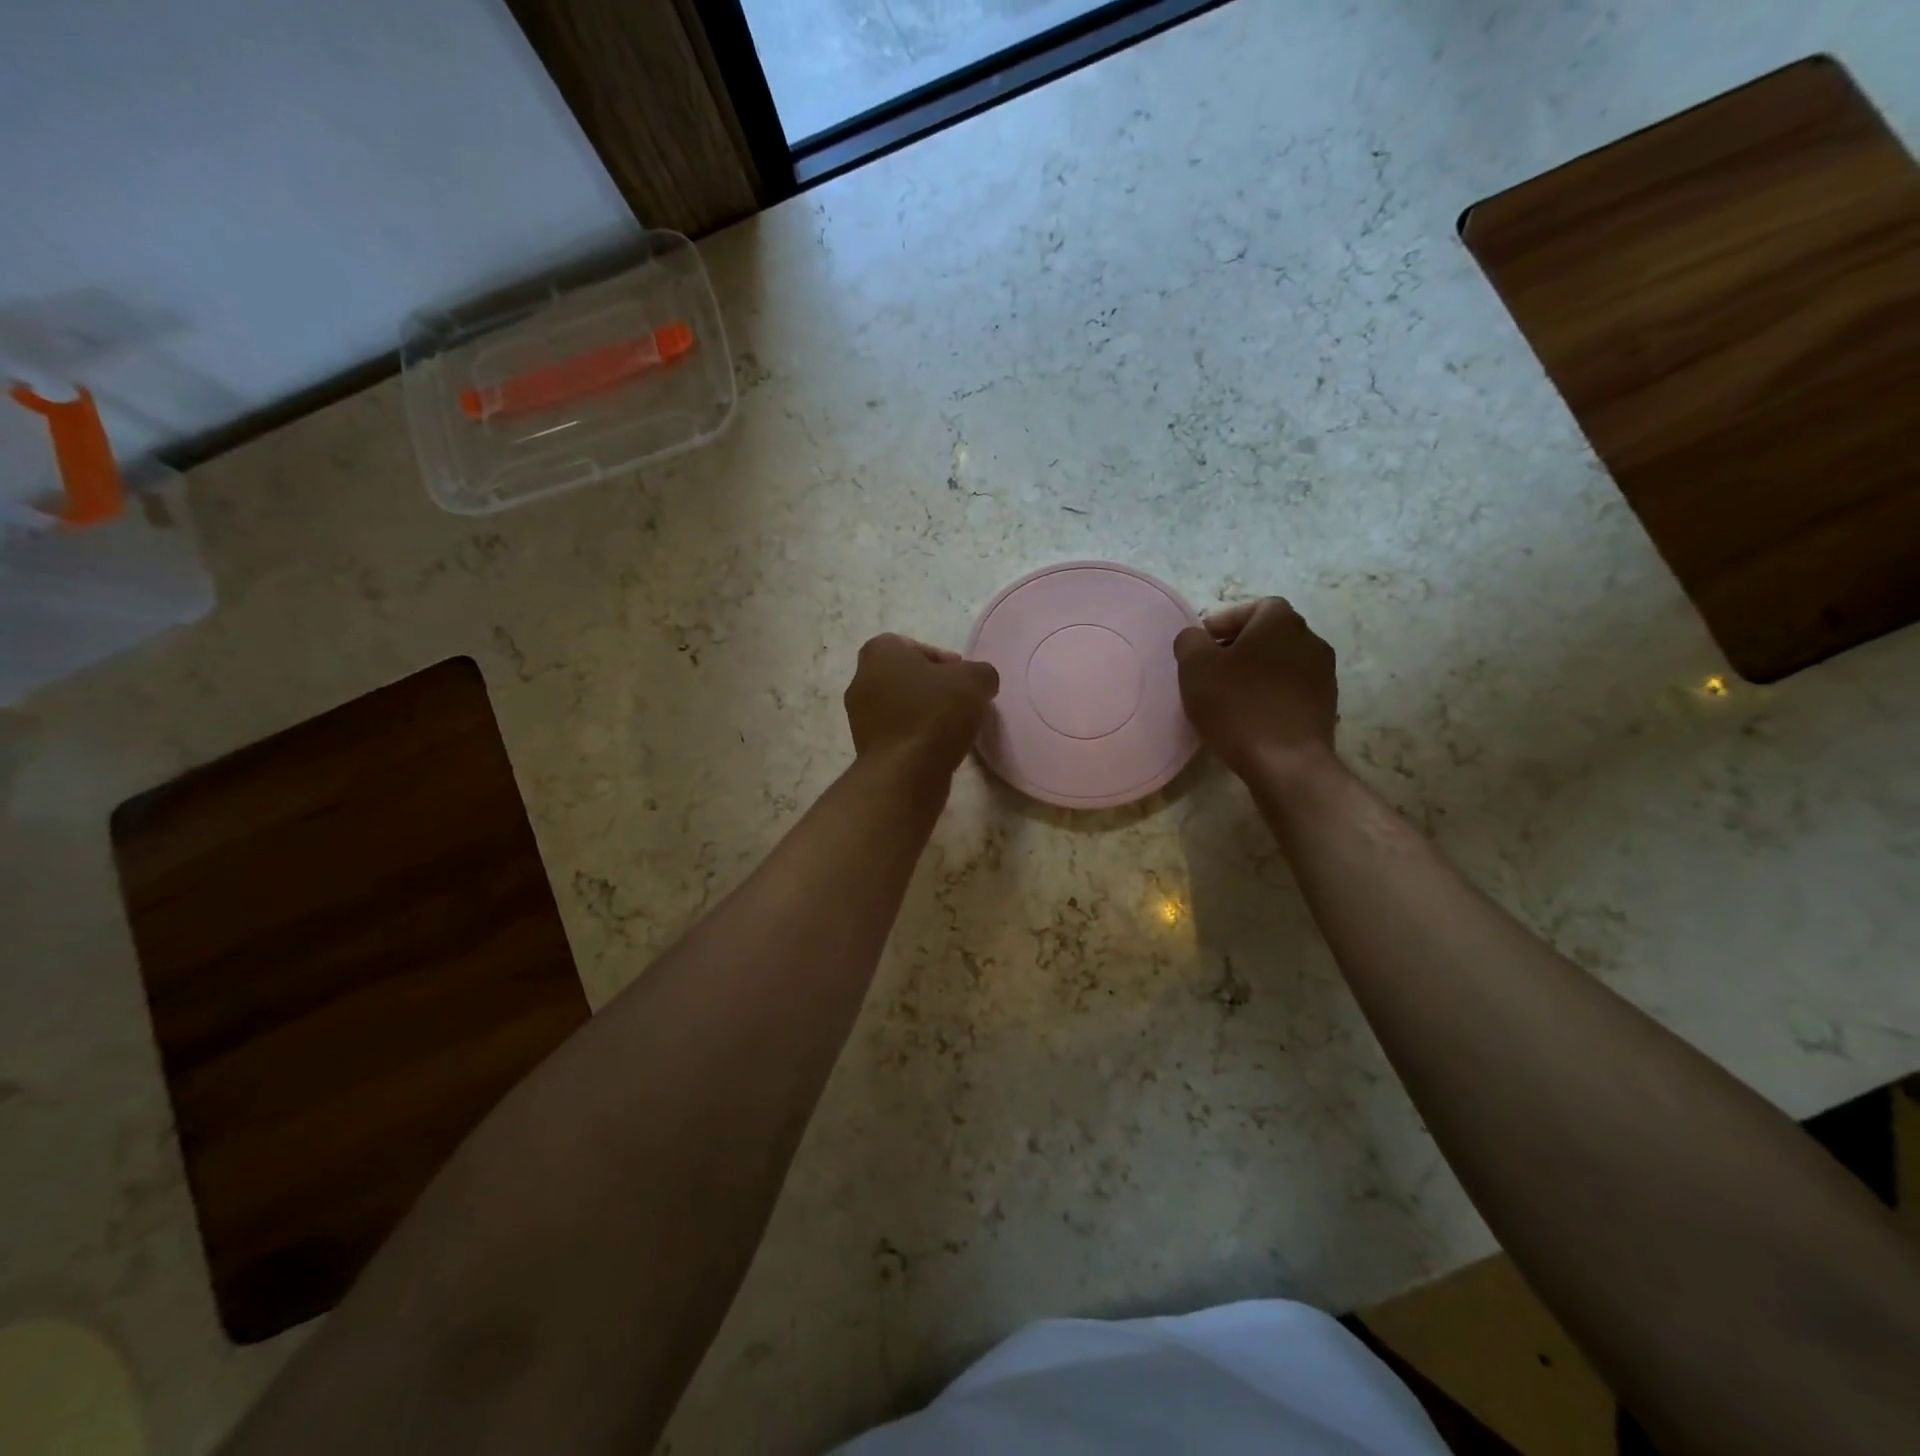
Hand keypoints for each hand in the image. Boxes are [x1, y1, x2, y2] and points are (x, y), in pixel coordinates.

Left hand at [844, 634, 999, 779]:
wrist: (905, 773)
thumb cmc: (935, 714)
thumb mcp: (975, 681)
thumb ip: (981, 672)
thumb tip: (980, 682)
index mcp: (879, 652)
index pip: (913, 645)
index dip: (943, 660)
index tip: (963, 680)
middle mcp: (861, 679)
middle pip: (906, 676)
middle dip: (933, 687)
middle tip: (960, 701)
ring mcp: (859, 715)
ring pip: (900, 705)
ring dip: (924, 713)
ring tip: (953, 728)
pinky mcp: (865, 746)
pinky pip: (896, 732)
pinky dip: (915, 735)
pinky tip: (938, 747)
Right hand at [1174, 598, 1337, 782]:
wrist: (1287, 762)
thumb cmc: (1238, 705)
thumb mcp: (1196, 667)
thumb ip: (1190, 642)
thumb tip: (1195, 638)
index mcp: (1281, 622)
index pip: (1253, 607)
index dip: (1224, 622)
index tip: (1201, 645)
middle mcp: (1310, 640)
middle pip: (1269, 636)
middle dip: (1238, 649)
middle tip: (1210, 672)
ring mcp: (1323, 676)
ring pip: (1280, 665)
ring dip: (1255, 674)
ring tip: (1227, 698)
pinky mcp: (1325, 708)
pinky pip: (1290, 692)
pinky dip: (1270, 697)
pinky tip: (1249, 719)